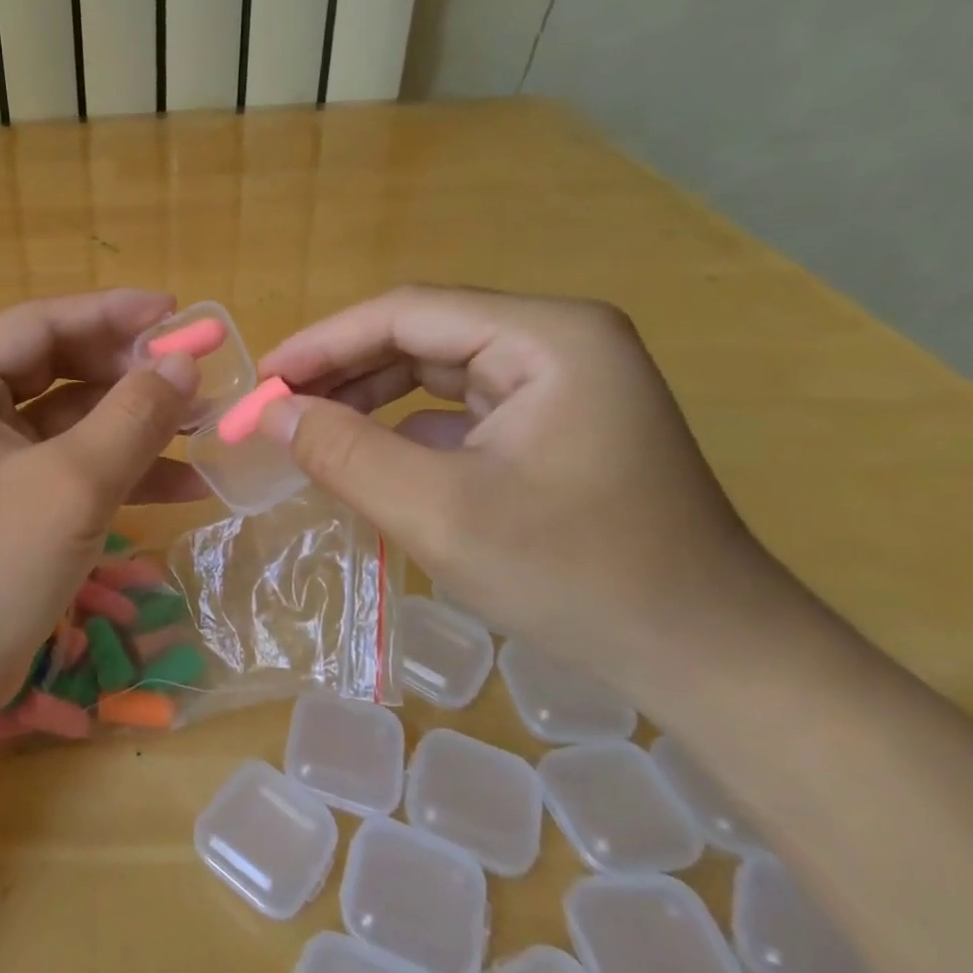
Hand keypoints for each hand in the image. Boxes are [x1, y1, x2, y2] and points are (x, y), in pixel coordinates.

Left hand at [0, 291, 204, 722]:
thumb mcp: (71, 485)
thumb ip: (133, 416)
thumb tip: (184, 361)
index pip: (40, 324)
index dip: (112, 314)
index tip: (177, 313)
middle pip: (57, 368)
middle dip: (129, 374)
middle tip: (197, 373)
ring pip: (70, 421)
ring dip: (134, 424)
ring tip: (207, 425)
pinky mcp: (6, 501)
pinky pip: (68, 466)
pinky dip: (120, 471)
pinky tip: (186, 483)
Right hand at [257, 287, 781, 689]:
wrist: (711, 659)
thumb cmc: (576, 577)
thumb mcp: (439, 514)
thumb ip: (344, 454)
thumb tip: (271, 413)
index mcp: (545, 336)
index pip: (405, 313)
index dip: (321, 344)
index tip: (261, 381)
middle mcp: (557, 341)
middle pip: (420, 335)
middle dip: (341, 371)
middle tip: (275, 408)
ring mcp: (561, 382)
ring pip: (435, 369)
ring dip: (368, 397)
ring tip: (307, 429)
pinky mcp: (555, 422)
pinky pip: (460, 407)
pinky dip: (404, 426)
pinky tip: (366, 455)